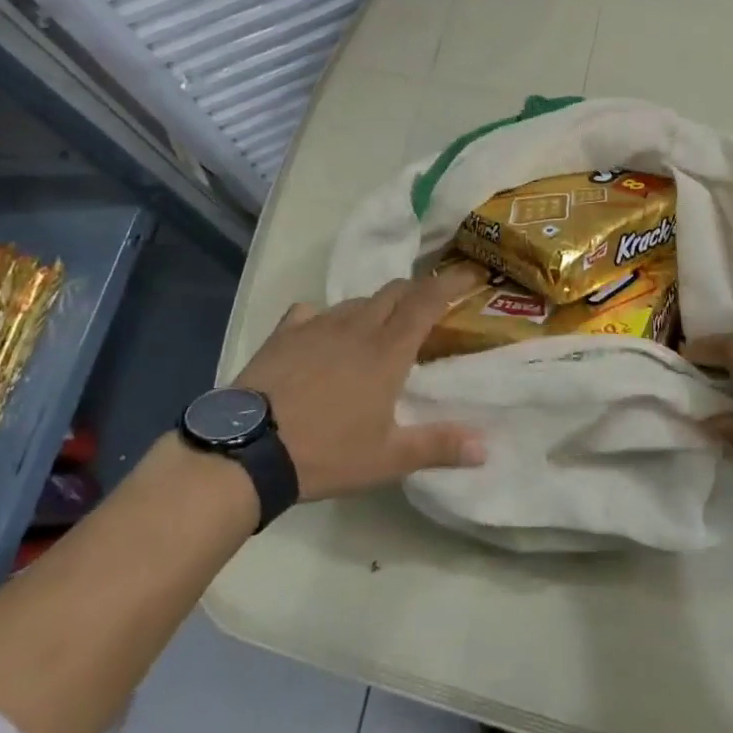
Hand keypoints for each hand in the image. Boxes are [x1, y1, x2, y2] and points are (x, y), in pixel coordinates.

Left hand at [237, 267, 488, 501]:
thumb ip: (439, 447)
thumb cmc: (325, 453)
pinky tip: (324, 335)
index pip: (427, 301)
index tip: (470, 273)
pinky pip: (312, 311)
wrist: (246, 451)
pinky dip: (328, 317)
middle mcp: (356, 327)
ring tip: (378, 330)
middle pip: (394, 292)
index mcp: (387, 351)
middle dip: (416, 293)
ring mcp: (317, 326)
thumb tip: (486, 447)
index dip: (451, 283)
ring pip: (357, 301)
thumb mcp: (387, 459)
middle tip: (427, 310)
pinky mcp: (284, 334)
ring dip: (376, 307)